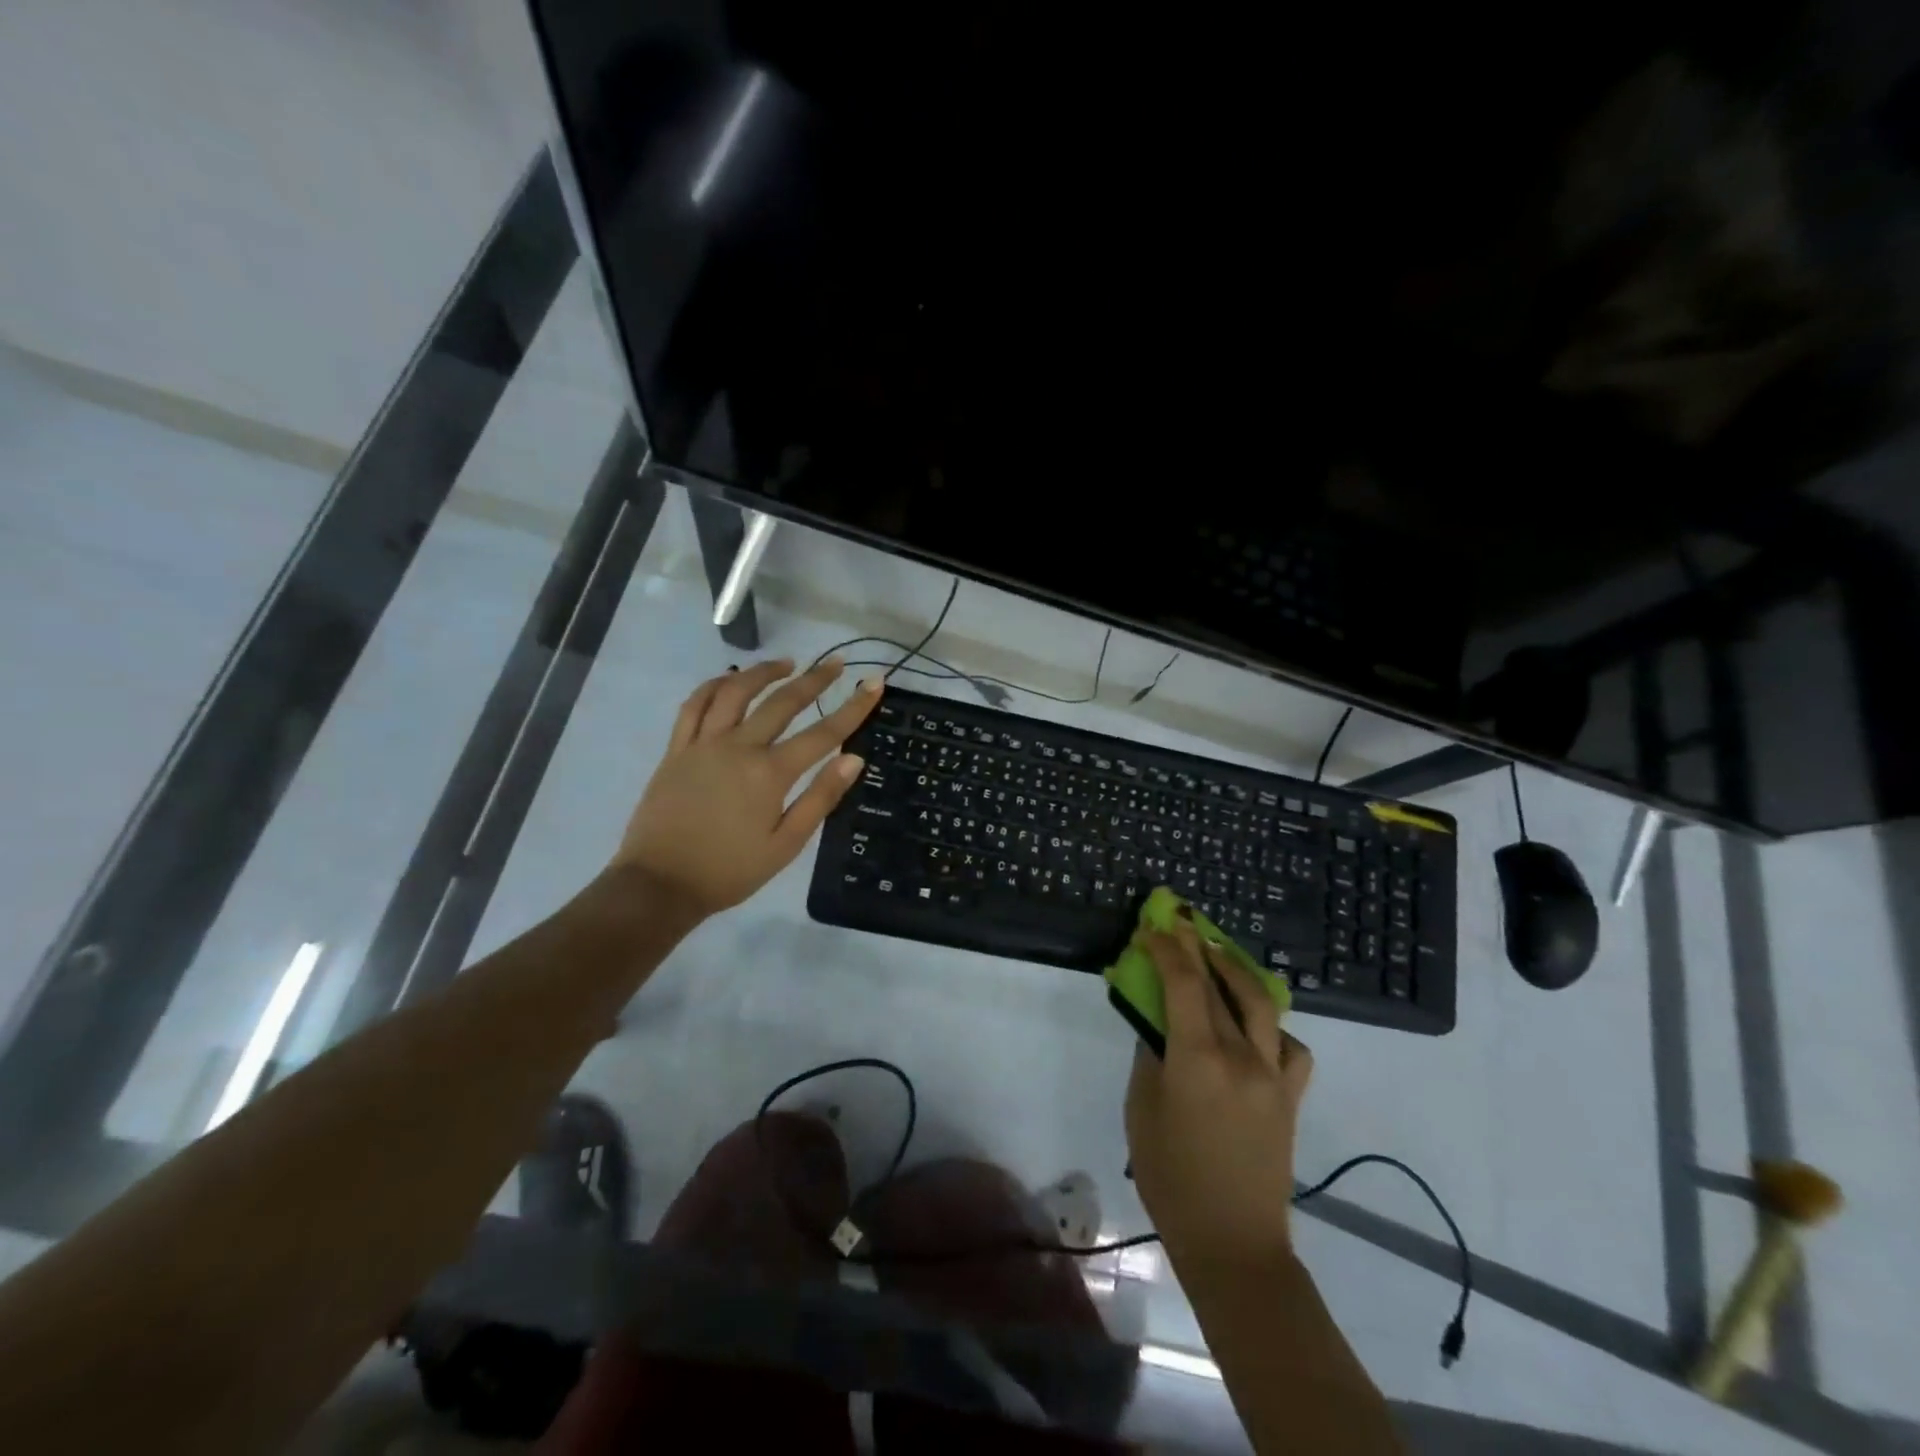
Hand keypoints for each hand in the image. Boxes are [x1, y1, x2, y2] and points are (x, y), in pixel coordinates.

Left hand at [612, 658, 881, 918]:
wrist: (660, 884)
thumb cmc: (730, 871)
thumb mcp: (785, 844)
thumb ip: (820, 798)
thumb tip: (853, 759)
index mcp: (770, 773)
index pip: (823, 733)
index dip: (854, 707)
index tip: (874, 683)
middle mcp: (738, 747)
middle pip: (782, 702)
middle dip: (814, 679)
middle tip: (835, 663)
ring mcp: (703, 744)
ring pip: (735, 691)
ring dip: (763, 672)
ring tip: (787, 663)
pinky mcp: (677, 749)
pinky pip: (694, 705)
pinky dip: (714, 685)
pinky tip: (730, 680)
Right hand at [1125, 915, 1312, 1267]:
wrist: (1234, 1243)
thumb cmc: (1172, 1179)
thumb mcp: (1142, 1111)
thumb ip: (1150, 1057)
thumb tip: (1156, 1022)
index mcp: (1199, 1059)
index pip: (1183, 983)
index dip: (1166, 948)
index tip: (1150, 928)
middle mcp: (1242, 1056)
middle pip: (1218, 985)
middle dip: (1196, 947)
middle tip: (1179, 922)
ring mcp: (1274, 1075)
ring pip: (1262, 1003)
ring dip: (1236, 970)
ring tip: (1217, 953)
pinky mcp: (1291, 1096)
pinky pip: (1289, 1045)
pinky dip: (1270, 1024)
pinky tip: (1253, 1026)